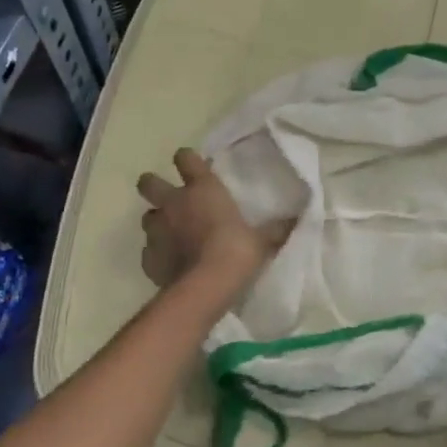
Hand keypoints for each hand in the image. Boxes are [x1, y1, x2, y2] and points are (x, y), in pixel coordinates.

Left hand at [137, 149, 286, 289]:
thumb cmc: (236, 252)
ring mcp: (156, 230)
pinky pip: (149, 250)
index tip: (193, 166)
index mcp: (202, 189)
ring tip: (171, 235)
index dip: (187, 160)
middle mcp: (174, 203)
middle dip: (154, 186)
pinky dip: (157, 254)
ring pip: (147, 217)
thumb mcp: (262, 240)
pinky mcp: (148, 258)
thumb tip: (298, 218)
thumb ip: (275, 228)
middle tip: (168, 197)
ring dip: (157, 222)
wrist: (205, 287)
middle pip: (148, 183)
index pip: (185, 158)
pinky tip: (170, 263)